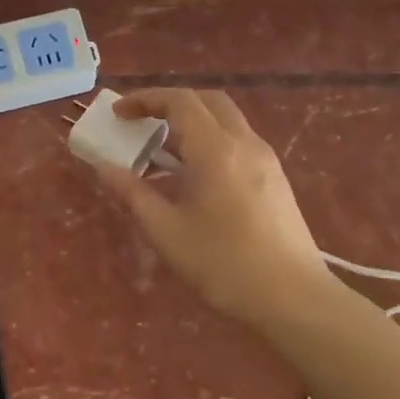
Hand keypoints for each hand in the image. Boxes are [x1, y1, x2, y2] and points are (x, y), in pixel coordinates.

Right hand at [96, 89, 333, 328]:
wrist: (293, 298)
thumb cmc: (223, 264)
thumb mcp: (166, 231)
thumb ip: (133, 194)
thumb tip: (105, 168)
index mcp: (216, 149)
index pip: (180, 101)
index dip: (145, 99)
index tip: (119, 113)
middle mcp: (244, 143)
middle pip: (207, 101)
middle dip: (171, 104)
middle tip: (142, 123)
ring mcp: (265, 160)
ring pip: (226, 122)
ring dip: (192, 124)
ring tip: (162, 153)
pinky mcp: (275, 180)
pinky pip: (238, 143)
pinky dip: (210, 143)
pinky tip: (195, 178)